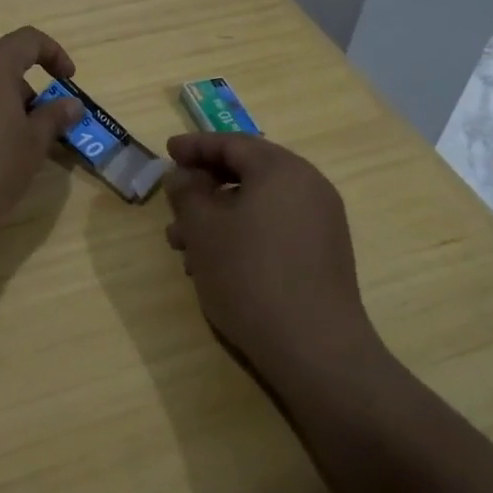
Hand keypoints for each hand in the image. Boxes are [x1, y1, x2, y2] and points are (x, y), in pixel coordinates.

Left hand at [0, 27, 84, 233]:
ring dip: (3, 111)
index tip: (68, 81)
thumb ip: (53, 119)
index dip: (54, 54)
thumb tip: (71, 104)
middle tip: (43, 132)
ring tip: (14, 152)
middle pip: (2, 67)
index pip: (29, 40)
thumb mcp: (31, 146)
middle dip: (28, 94)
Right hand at [162, 133, 379, 383]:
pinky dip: (243, 233)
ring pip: (258, 204)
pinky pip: (275, 227)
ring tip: (183, 245)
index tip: (168, 152)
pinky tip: (215, 264)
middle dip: (204, 186)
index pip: (232, 144)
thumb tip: (183, 175)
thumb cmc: (249, 275)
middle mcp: (308, 186)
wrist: (315, 348)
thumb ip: (187, 192)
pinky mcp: (324, 254)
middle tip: (172, 202)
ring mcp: (321, 222)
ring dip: (218, 215)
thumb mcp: (203, 229)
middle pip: (248, 172)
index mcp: (282, 169)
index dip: (195, 146)